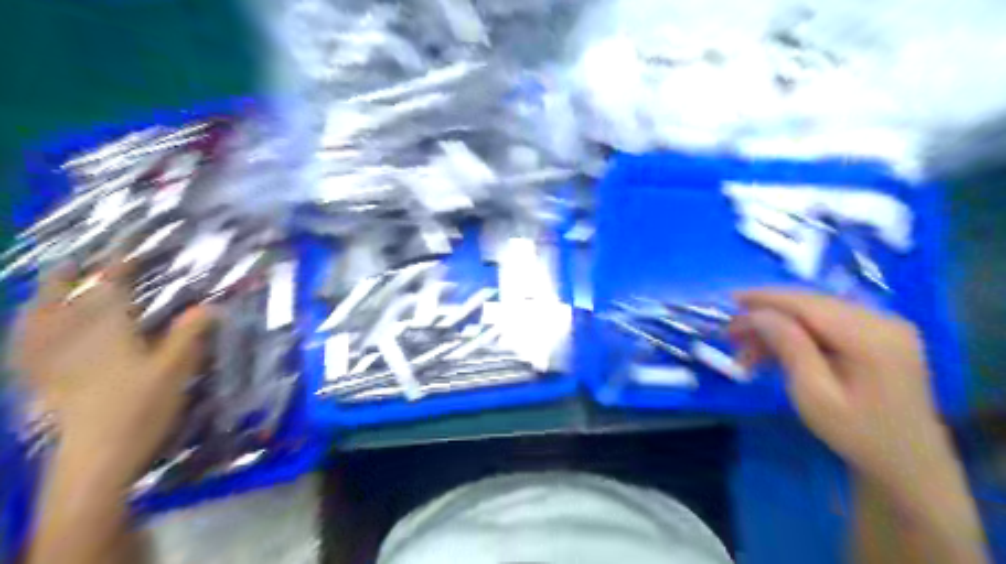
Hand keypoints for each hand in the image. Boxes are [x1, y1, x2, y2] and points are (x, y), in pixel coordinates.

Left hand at [12, 260, 210, 483]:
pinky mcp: (39, 383)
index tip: (127, 252)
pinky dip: (24, 334)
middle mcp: (72, 338)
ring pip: (35, 320)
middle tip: (77, 263)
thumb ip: (190, 335)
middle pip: (62, 298)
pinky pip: (22, 349)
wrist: (95, 458)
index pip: (109, 288)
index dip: (118, 267)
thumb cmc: (140, 409)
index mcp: (107, 330)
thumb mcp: (176, 370)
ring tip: (50, 290)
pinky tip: (28, 333)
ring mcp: (49, 360)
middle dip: (69, 277)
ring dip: (42, 300)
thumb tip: (210, 305)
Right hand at [728, 292, 953, 511]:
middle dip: (766, 315)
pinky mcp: (879, 336)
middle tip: (731, 334)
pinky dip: (797, 335)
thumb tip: (757, 313)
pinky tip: (773, 353)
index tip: (728, 301)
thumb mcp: (813, 394)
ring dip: (777, 328)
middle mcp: (882, 320)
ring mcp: (883, 326)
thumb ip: (788, 346)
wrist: (909, 466)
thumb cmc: (857, 435)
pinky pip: (827, 324)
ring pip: (815, 313)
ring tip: (747, 353)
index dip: (764, 298)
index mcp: (871, 336)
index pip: (807, 303)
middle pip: (810, 304)